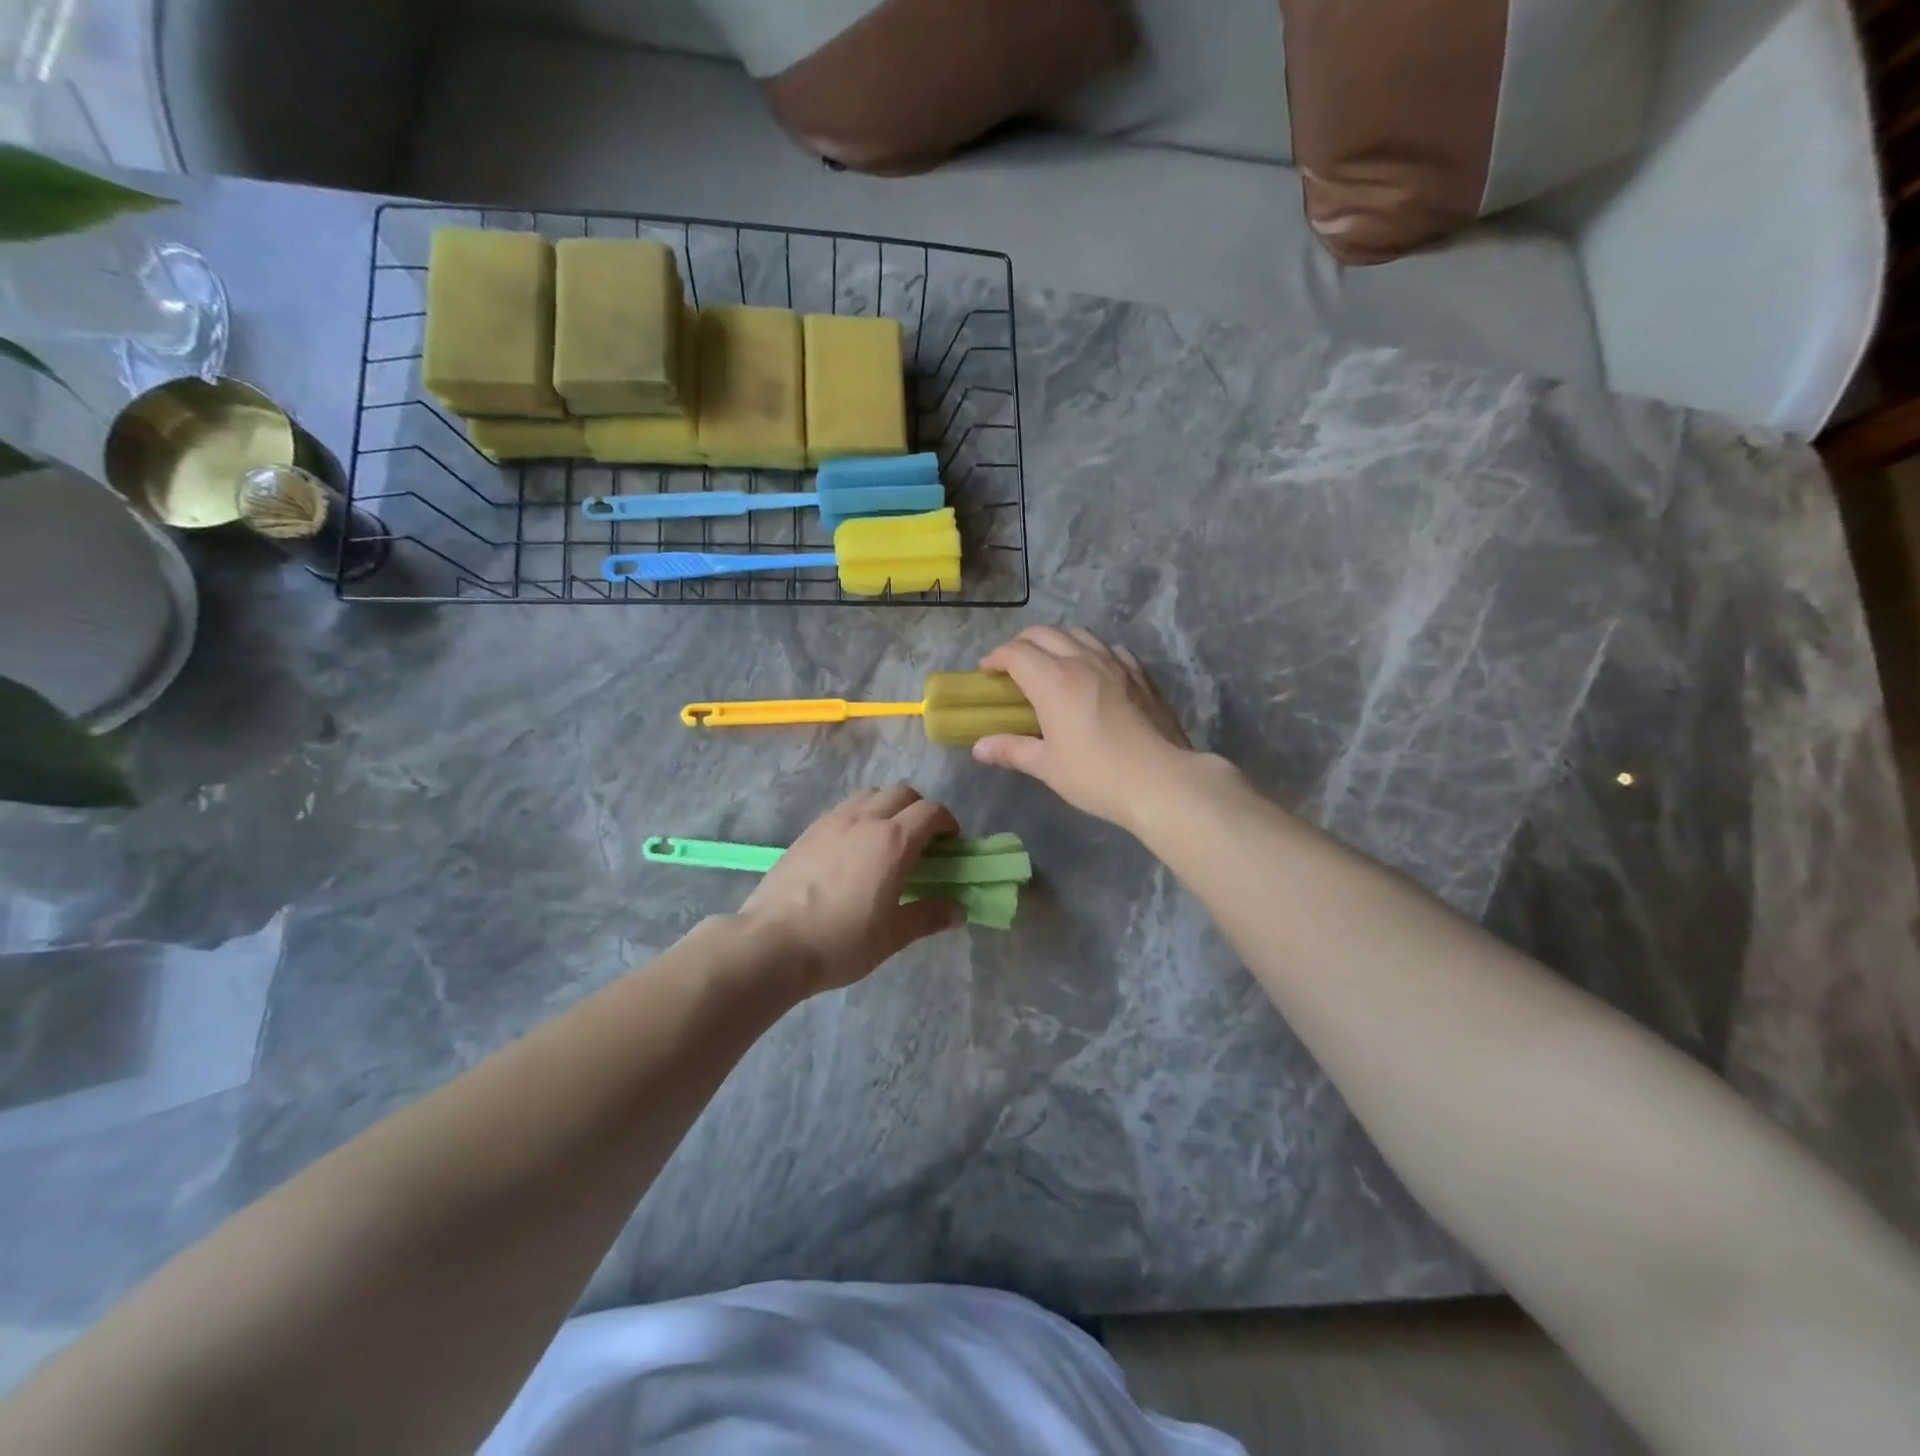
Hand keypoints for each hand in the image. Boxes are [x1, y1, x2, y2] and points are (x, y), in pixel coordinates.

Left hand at [738, 785, 965, 992]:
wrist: (771, 943)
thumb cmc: (840, 941)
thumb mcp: (893, 936)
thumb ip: (929, 916)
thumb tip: (958, 910)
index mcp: (892, 841)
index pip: (930, 811)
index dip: (947, 822)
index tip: (951, 843)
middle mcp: (864, 819)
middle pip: (902, 793)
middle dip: (919, 809)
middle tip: (922, 839)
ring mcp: (832, 821)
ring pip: (869, 794)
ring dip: (887, 806)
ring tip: (886, 837)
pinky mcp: (808, 831)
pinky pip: (843, 808)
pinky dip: (860, 815)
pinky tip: (853, 847)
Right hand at [972, 627, 1193, 831]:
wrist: (1161, 780)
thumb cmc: (1096, 775)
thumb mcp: (1047, 766)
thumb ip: (1012, 750)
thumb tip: (979, 748)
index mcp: (1053, 680)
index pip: (1016, 653)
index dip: (996, 658)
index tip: (987, 672)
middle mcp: (1082, 660)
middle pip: (1044, 633)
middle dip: (1022, 644)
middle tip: (1012, 665)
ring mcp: (1115, 663)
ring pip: (1079, 633)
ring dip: (1056, 640)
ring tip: (1050, 661)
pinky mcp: (1140, 673)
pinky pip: (1109, 647)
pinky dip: (1090, 649)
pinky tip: (1092, 668)